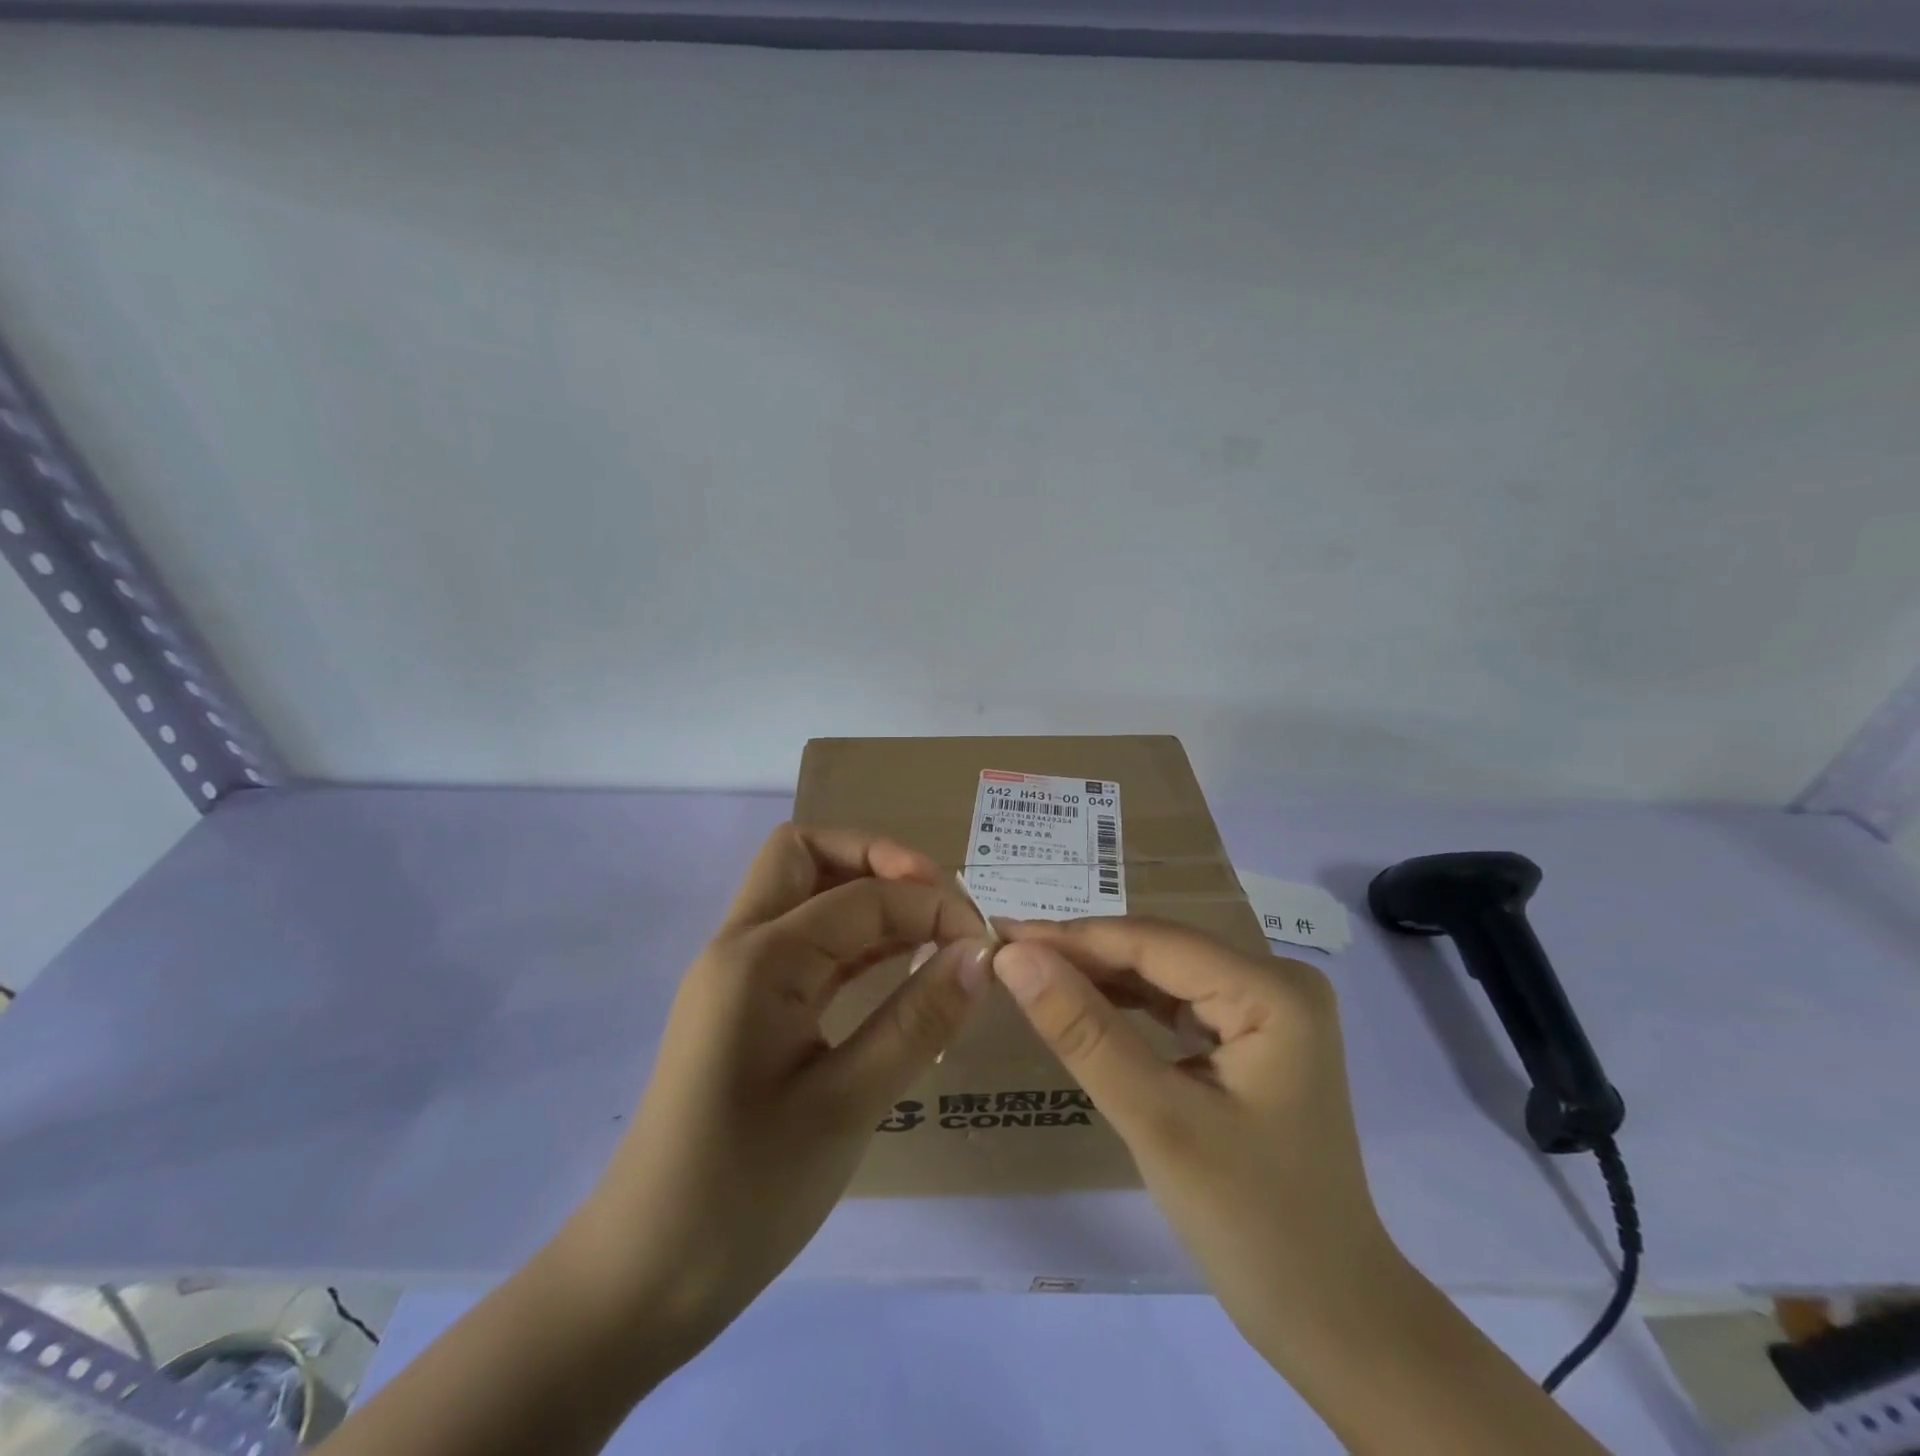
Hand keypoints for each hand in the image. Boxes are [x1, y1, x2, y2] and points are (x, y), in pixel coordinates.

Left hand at [567, 824, 990, 1354]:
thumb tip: (981, 954)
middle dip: (877, 859)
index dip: (929, 905)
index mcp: (759, 958)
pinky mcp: (747, 1008)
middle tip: (937, 902)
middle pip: (807, 855)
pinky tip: (897, 966)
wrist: (642, 1279)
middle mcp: (740, 946)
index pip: (861, 895)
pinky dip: (853, 938)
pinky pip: (805, 944)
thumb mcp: (845, 1106)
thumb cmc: (744, 1193)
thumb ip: (917, 1020)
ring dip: (866, 894)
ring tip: (931, 930)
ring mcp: (739, 976)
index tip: (983, 943)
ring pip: (803, 893)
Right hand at [994, 919, 1615, 1455]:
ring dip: (1099, 977)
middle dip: (1082, 955)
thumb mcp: (1157, 1120)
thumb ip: (1083, 1031)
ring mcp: (1268, 1009)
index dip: (1070, 937)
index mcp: (1272, 990)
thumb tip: (1014, 957)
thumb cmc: (1252, 1223)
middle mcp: (1276, 982)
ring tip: (1031, 974)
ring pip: (1164, 974)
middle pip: (1160, 952)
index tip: (999, 934)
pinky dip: (1127, 1006)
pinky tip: (1083, 1005)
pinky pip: (1177, 1004)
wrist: (1332, 1319)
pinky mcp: (1252, 1036)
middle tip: (1005, 955)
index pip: (1152, 942)